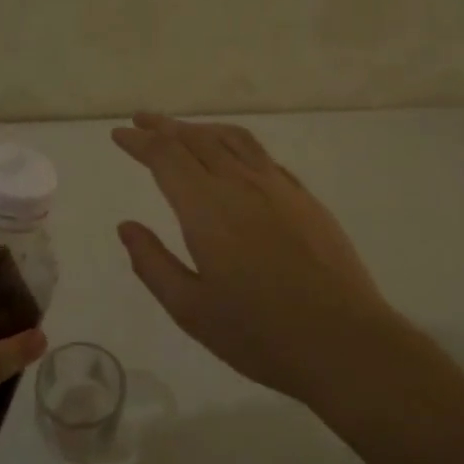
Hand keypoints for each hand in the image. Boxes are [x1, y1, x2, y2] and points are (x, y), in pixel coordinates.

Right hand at [113, 114, 411, 406]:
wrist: (344, 342)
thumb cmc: (259, 334)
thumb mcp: (190, 309)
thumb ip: (153, 263)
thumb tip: (127, 226)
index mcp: (207, 209)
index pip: (165, 157)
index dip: (139, 142)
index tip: (119, 134)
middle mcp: (241, 185)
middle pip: (196, 140)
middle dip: (164, 127)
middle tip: (141, 121)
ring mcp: (279, 188)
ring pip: (233, 140)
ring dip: (201, 129)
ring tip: (182, 131)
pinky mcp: (305, 199)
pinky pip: (262, 156)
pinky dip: (236, 145)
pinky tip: (233, 158)